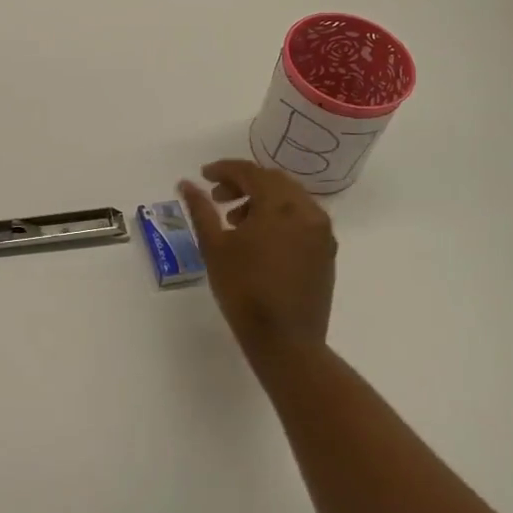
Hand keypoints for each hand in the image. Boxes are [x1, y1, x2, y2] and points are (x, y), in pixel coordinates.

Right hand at [180, 160, 336, 362]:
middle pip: (273, 180)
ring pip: (290, 198)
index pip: (250, 172)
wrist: (286, 342)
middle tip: (217, 198)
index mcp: (280, 205)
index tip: (203, 176)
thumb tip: (186, 183)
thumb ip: (200, 209)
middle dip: (243, 183)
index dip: (224, 169)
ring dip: (261, 199)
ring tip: (235, 220)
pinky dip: (280, 216)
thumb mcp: (214, 246)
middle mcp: (307, 210)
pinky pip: (302, 218)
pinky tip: (260, 238)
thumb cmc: (244, 291)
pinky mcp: (326, 252)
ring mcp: (321, 232)